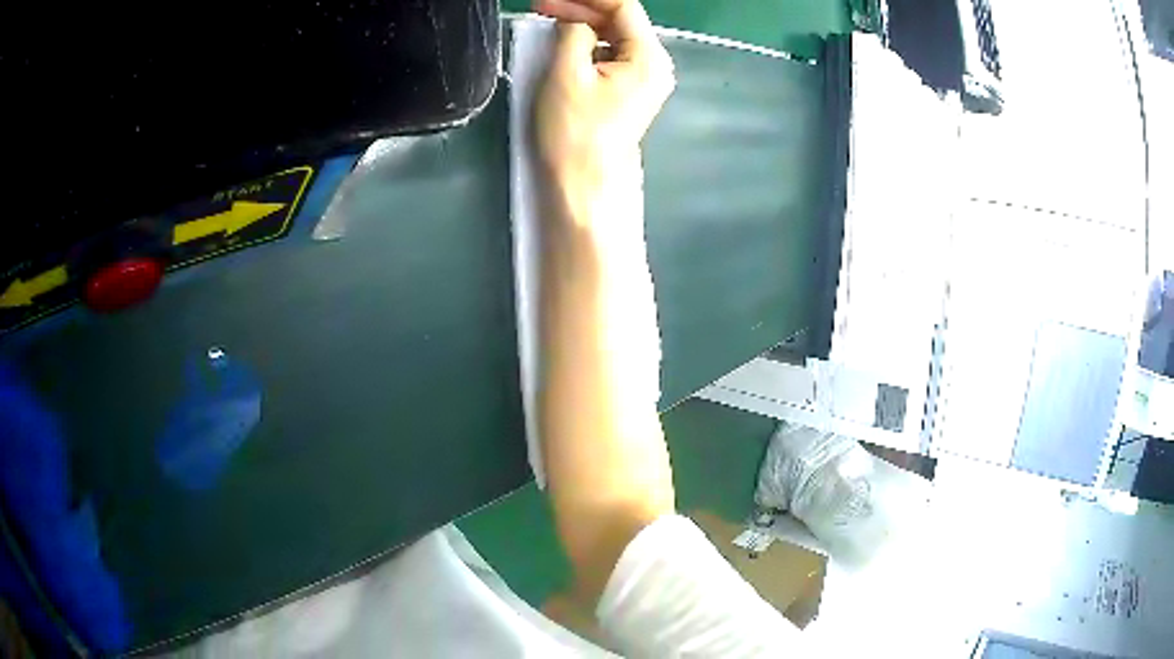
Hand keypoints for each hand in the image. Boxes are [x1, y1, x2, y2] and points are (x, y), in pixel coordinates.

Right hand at [534, 0, 674, 186]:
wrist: (585, 182)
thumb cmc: (576, 130)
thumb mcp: (567, 73)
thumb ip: (574, 32)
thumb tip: (575, 20)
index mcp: (648, 57)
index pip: (624, 7)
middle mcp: (655, 65)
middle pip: (621, 21)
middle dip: (582, 9)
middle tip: (543, 6)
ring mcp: (645, 80)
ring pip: (615, 37)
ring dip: (583, 25)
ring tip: (549, 20)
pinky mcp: (631, 91)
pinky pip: (612, 56)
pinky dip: (588, 45)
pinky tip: (565, 43)